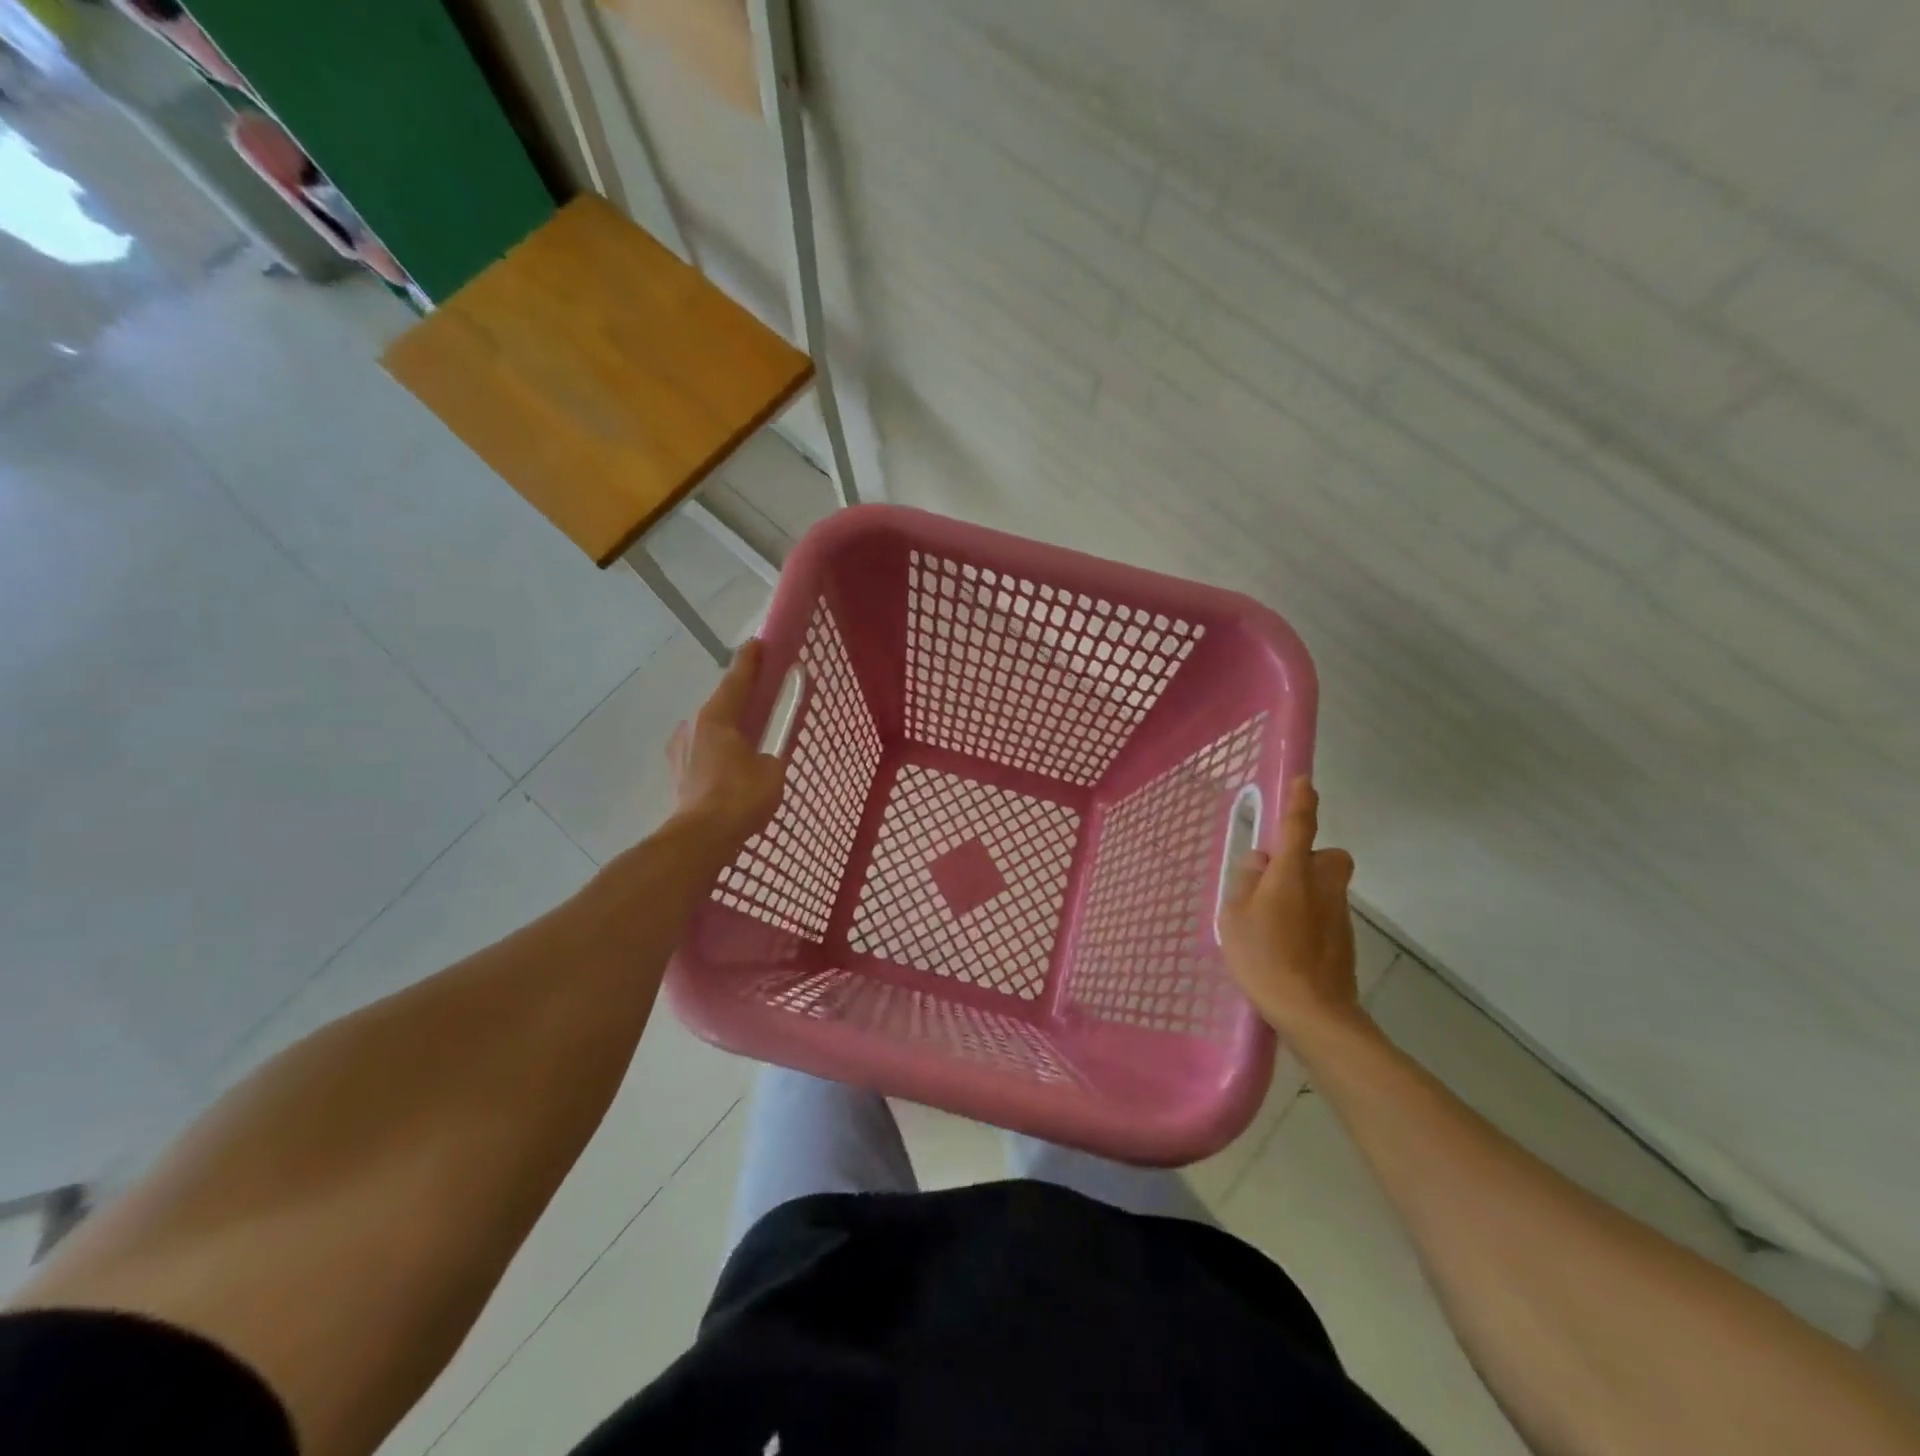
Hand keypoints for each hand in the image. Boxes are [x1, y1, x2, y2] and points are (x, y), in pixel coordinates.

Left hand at [667, 640, 787, 856]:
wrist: (701, 839)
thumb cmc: (740, 798)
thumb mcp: (772, 768)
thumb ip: (773, 749)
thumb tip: (767, 749)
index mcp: (716, 717)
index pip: (736, 680)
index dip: (750, 661)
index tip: (758, 643)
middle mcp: (693, 726)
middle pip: (721, 704)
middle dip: (741, 699)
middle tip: (762, 697)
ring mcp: (680, 750)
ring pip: (710, 730)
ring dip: (728, 729)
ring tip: (748, 740)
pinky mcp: (678, 773)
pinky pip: (703, 751)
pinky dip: (718, 750)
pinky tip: (730, 765)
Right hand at [1219, 779, 1365, 1042]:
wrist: (1314, 1013)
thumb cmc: (1265, 958)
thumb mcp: (1234, 917)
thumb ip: (1245, 882)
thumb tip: (1259, 861)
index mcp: (1292, 874)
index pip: (1300, 827)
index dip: (1301, 802)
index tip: (1304, 781)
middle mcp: (1323, 886)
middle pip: (1327, 857)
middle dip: (1309, 859)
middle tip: (1279, 879)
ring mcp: (1339, 915)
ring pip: (1325, 887)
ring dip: (1305, 892)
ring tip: (1271, 923)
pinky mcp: (1345, 941)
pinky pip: (1326, 914)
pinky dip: (1310, 920)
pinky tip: (1286, 947)